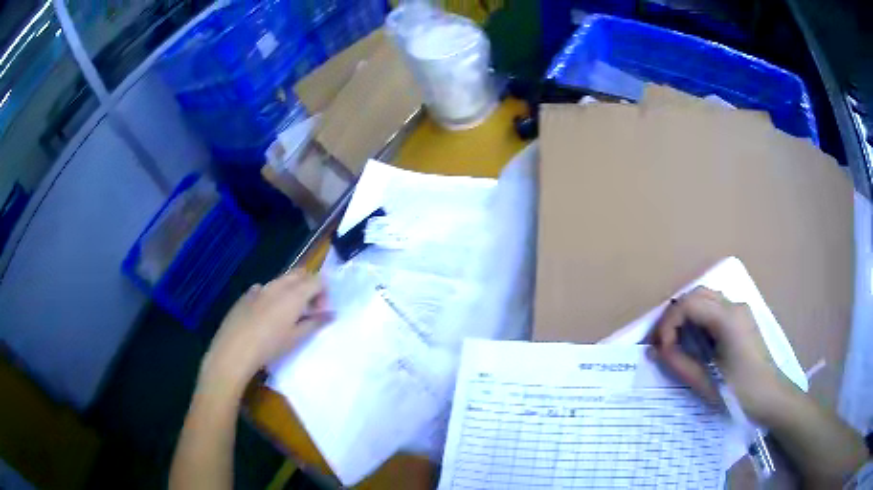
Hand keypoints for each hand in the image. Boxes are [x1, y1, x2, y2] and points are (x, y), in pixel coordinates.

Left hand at [200, 269, 330, 391]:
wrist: (234, 350)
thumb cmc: (269, 347)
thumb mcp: (296, 338)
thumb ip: (315, 323)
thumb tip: (330, 314)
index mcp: (294, 295)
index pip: (317, 280)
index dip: (324, 293)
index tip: (321, 312)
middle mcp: (279, 286)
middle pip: (300, 274)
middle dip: (309, 286)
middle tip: (309, 309)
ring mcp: (261, 288)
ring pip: (282, 280)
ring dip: (291, 290)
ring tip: (289, 314)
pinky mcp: (247, 295)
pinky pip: (265, 288)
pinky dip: (273, 295)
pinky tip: (267, 314)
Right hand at [649, 286, 795, 424]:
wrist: (770, 397)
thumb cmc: (741, 392)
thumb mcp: (707, 382)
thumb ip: (679, 363)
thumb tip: (656, 351)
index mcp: (728, 318)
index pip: (688, 304)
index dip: (668, 324)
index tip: (660, 350)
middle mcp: (734, 305)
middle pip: (695, 295)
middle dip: (674, 316)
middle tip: (661, 342)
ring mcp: (739, 310)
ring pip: (704, 299)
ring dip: (685, 316)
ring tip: (673, 341)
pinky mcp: (741, 319)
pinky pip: (713, 308)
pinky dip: (697, 319)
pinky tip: (693, 340)